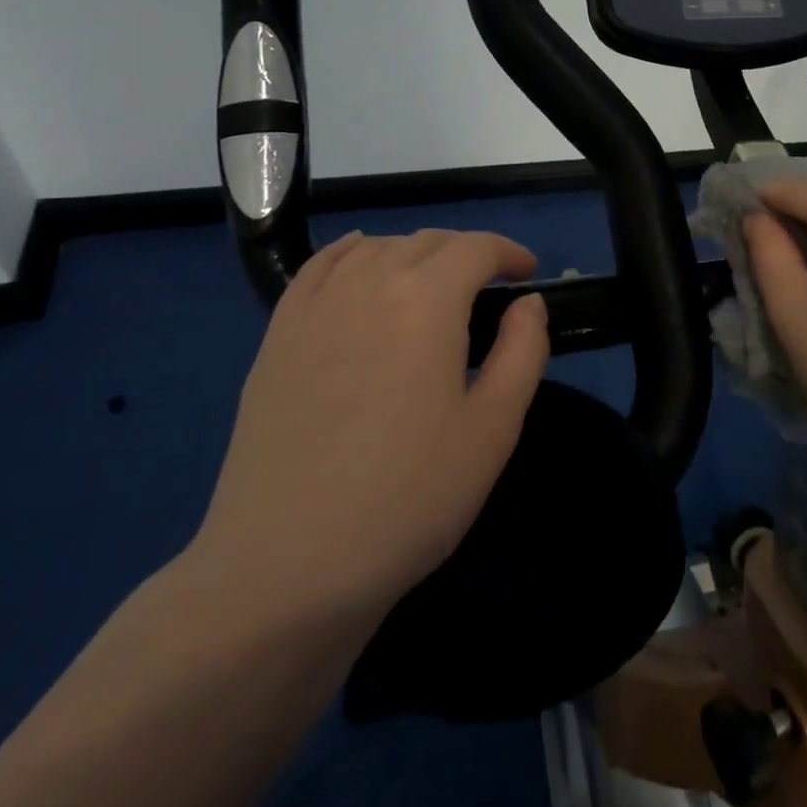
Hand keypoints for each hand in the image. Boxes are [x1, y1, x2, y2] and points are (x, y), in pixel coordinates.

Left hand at [190, 230, 549, 633]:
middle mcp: (369, 283)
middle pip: (426, 242)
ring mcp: (316, 306)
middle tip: (490, 286)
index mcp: (426, 300)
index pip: (475, 248)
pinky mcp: (278, 334)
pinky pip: (320, 267)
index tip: (528, 273)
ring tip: (434, 284)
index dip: (509, 252)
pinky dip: (352, 251)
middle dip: (467, 252)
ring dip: (415, 253)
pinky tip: (362, 259)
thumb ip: (523, 351)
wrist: (288, 564)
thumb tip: (528, 303)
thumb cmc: (408, 498)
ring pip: (376, 248)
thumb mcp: (493, 429)